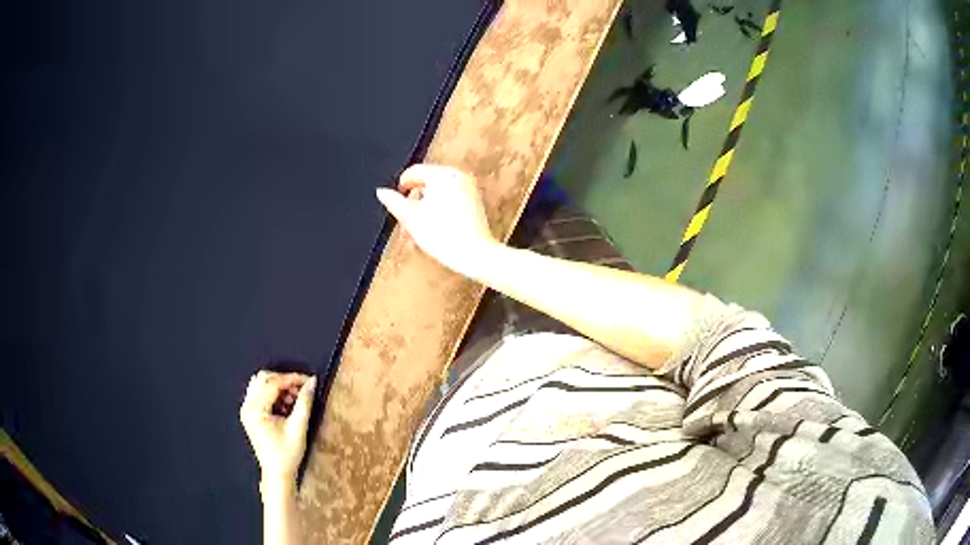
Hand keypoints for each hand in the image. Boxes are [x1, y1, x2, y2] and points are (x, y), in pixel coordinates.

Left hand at [240, 371, 315, 489]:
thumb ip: (304, 402)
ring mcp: (247, 410)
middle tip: (301, 389)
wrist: (277, 473)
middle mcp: (247, 406)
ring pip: (260, 384)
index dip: (292, 379)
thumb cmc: (287, 454)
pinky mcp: (250, 414)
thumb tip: (312, 382)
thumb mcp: (298, 428)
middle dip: (284, 380)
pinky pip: (259, 394)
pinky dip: (273, 394)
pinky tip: (286, 405)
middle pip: (263, 378)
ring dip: (278, 386)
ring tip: (294, 399)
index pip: (273, 383)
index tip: (309, 380)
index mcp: (256, 410)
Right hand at [376, 164, 499, 275]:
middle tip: (404, 228)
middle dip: (412, 207)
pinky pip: (450, 203)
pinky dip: (438, 215)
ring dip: (423, 214)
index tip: (395, 203)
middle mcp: (458, 176)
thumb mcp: (410, 217)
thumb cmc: (443, 235)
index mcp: (442, 174)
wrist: (473, 254)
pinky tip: (431, 234)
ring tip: (415, 237)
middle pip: (425, 186)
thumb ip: (393, 201)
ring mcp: (469, 189)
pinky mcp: (474, 204)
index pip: (414, 172)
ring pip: (436, 197)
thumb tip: (381, 192)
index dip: (400, 188)